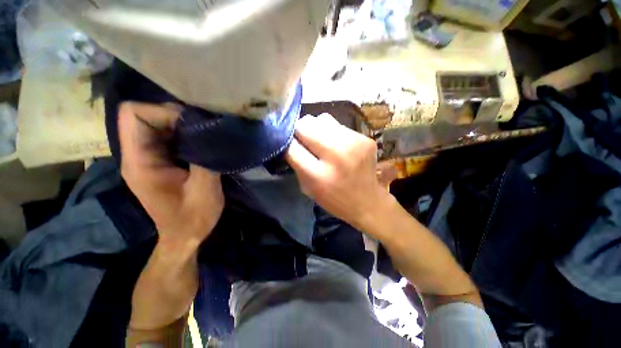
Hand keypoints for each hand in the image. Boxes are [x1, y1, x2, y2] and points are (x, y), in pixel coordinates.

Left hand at [118, 102, 223, 248]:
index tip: (193, 124)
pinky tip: (202, 143)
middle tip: (204, 128)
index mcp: (140, 162)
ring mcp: (148, 158)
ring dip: (182, 125)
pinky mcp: (160, 161)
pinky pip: (167, 136)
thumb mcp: (204, 190)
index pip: (133, 115)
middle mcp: (137, 155)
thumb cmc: (193, 217)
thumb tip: (212, 132)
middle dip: (175, 116)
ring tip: (206, 134)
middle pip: (144, 115)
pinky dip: (185, 134)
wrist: (185, 235)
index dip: (162, 111)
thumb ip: (206, 158)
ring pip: (157, 124)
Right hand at [286, 114, 393, 231]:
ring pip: (322, 118)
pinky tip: (339, 146)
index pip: (291, 146)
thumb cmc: (333, 199)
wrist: (367, 201)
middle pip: (306, 124)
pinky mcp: (365, 138)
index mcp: (318, 175)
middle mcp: (336, 155)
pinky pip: (339, 125)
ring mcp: (354, 144)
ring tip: (322, 142)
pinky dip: (333, 133)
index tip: (287, 142)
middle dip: (300, 130)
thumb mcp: (308, 188)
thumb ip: (297, 164)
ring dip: (317, 129)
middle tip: (304, 140)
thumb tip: (290, 140)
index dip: (286, 142)